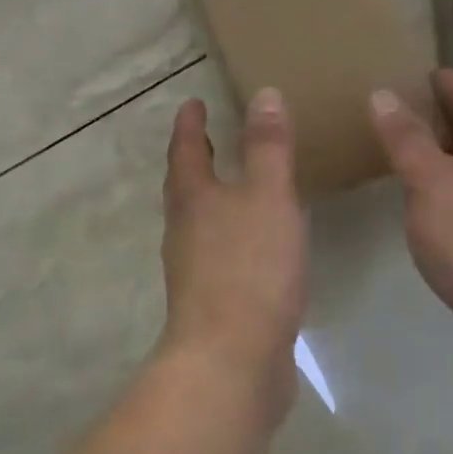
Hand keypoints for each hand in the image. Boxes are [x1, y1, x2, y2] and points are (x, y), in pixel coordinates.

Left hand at [160, 90, 305, 412]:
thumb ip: (268, 147)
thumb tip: (263, 93)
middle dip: (196, 159)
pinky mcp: (213, 301)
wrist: (231, 361)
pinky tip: (257, 244)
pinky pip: (221, 253)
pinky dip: (233, 235)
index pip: (186, 149)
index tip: (192, 102)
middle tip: (209, 137)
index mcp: (192, 198)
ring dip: (213, 197)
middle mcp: (185, 229)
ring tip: (236, 185)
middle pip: (185, 185)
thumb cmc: (249, 268)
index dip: (190, 124)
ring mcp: (194, 268)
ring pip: (200, 220)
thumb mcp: (267, 197)